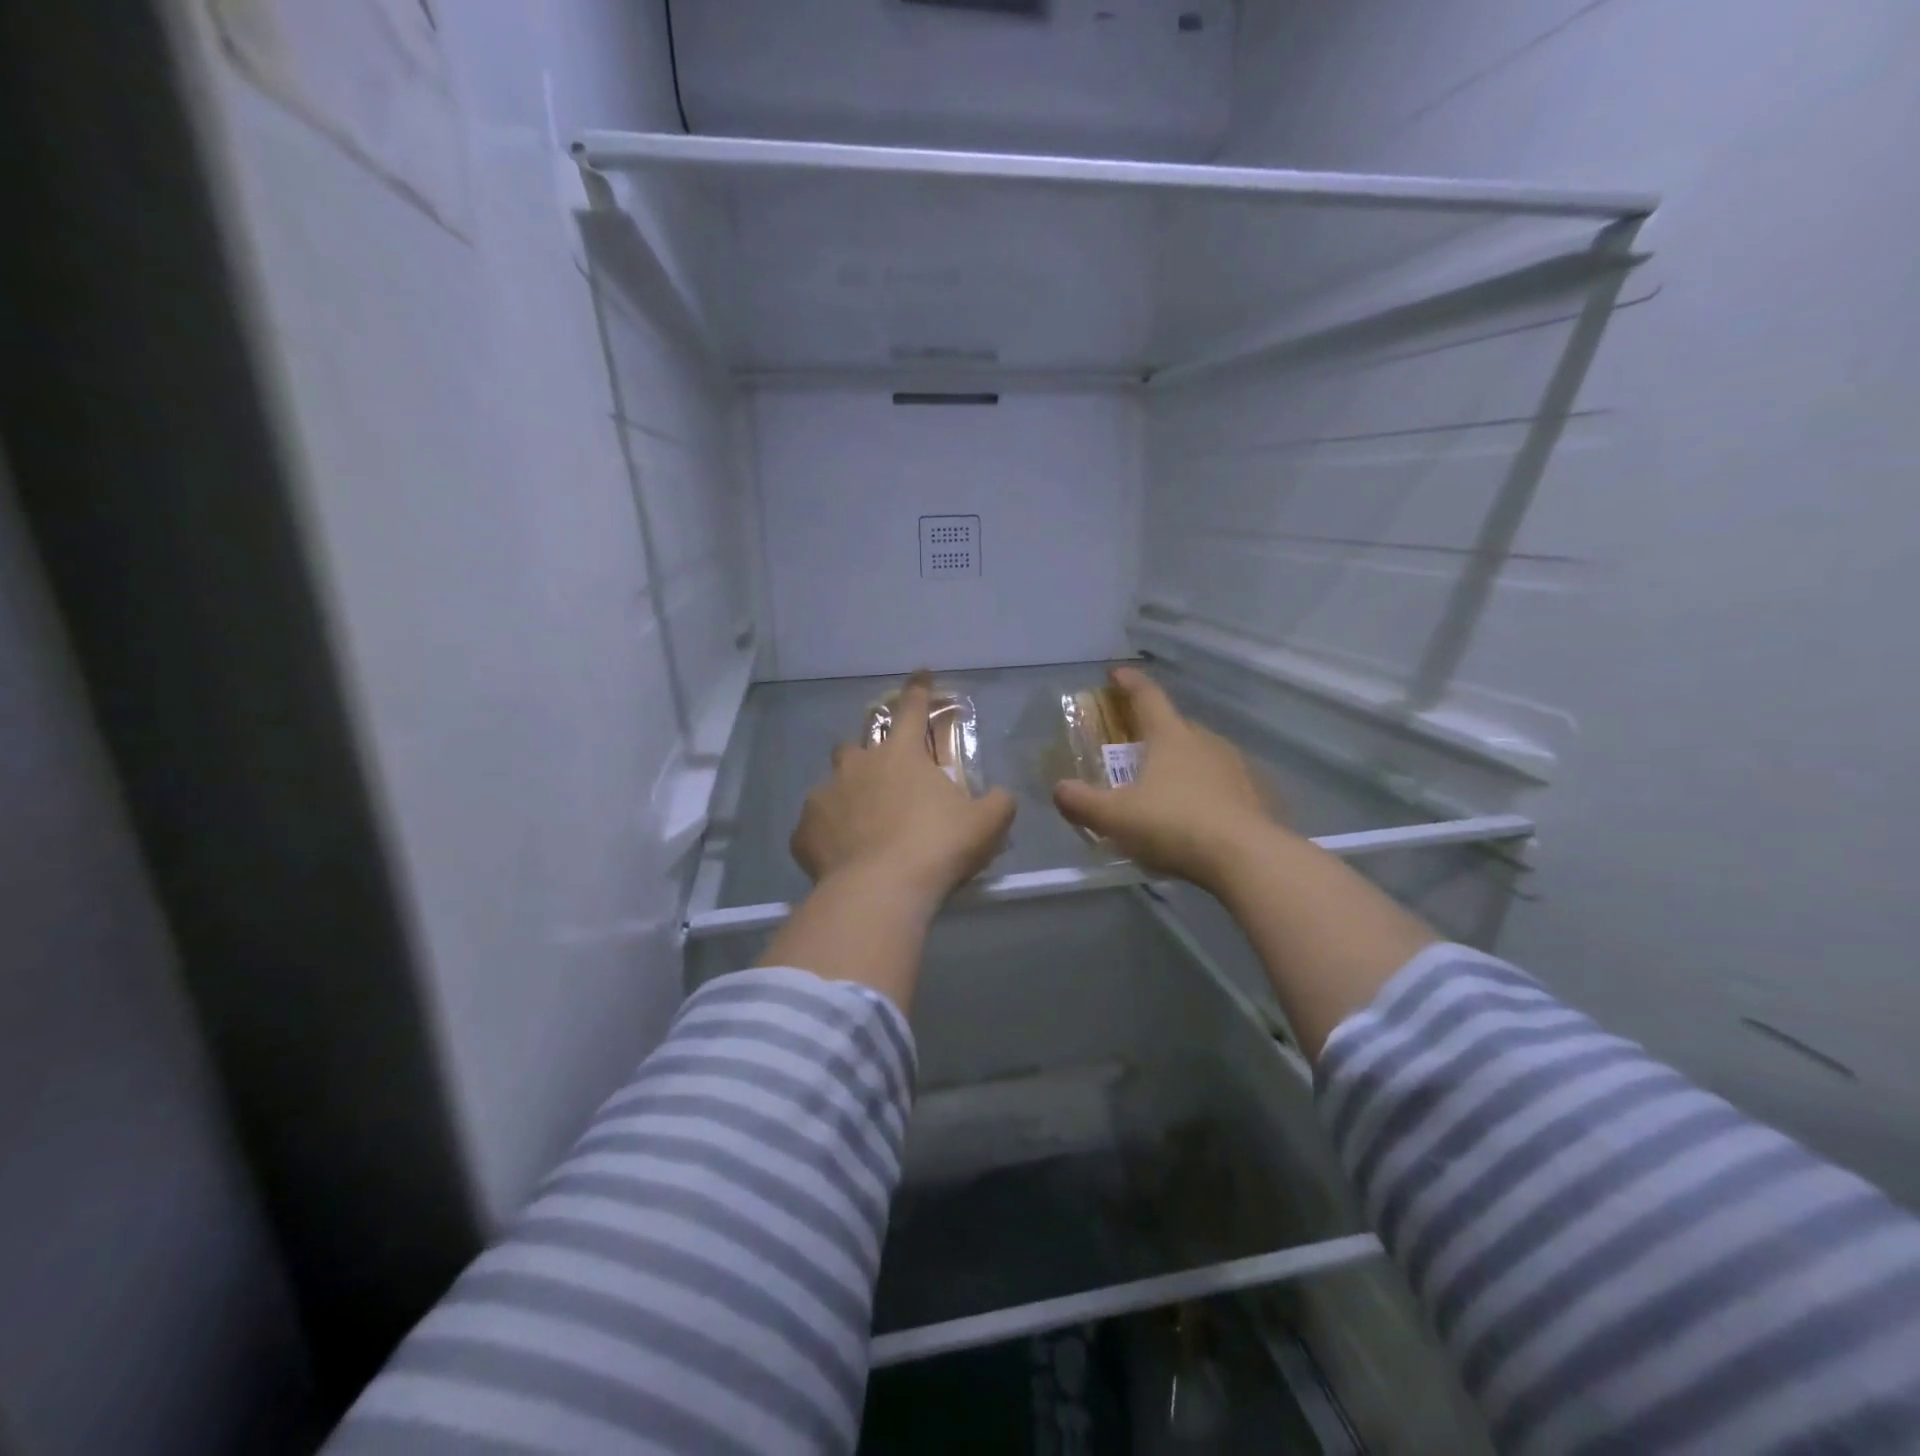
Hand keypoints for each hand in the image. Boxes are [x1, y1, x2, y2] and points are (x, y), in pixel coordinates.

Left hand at [791, 673, 1016, 908]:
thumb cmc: (937, 847)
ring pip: (832, 785)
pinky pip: (815, 827)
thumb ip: (998, 803)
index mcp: (900, 754)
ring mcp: (824, 796)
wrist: (880, 891)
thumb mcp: (986, 824)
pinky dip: (828, 836)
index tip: (921, 672)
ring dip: (846, 796)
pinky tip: (842, 857)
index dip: (918, 688)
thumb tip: (1001, 796)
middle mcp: (857, 765)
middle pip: (856, 745)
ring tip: (861, 826)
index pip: (911, 708)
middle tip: (883, 782)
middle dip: (867, 756)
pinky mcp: (803, 831)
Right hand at [1053, 666, 1277, 893]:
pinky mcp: (1258, 794)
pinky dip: (1210, 789)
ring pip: (1204, 753)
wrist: (1248, 857)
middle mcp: (1206, 741)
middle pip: (1177, 724)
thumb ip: (1082, 803)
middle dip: (1155, 729)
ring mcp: (1237, 766)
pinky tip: (1202, 813)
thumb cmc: (1174, 825)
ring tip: (1169, 784)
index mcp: (1170, 736)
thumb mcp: (1115, 818)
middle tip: (1137, 744)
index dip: (1129, 682)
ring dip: (1185, 761)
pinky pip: (1226, 782)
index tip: (1116, 673)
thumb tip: (1059, 790)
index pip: (1147, 696)